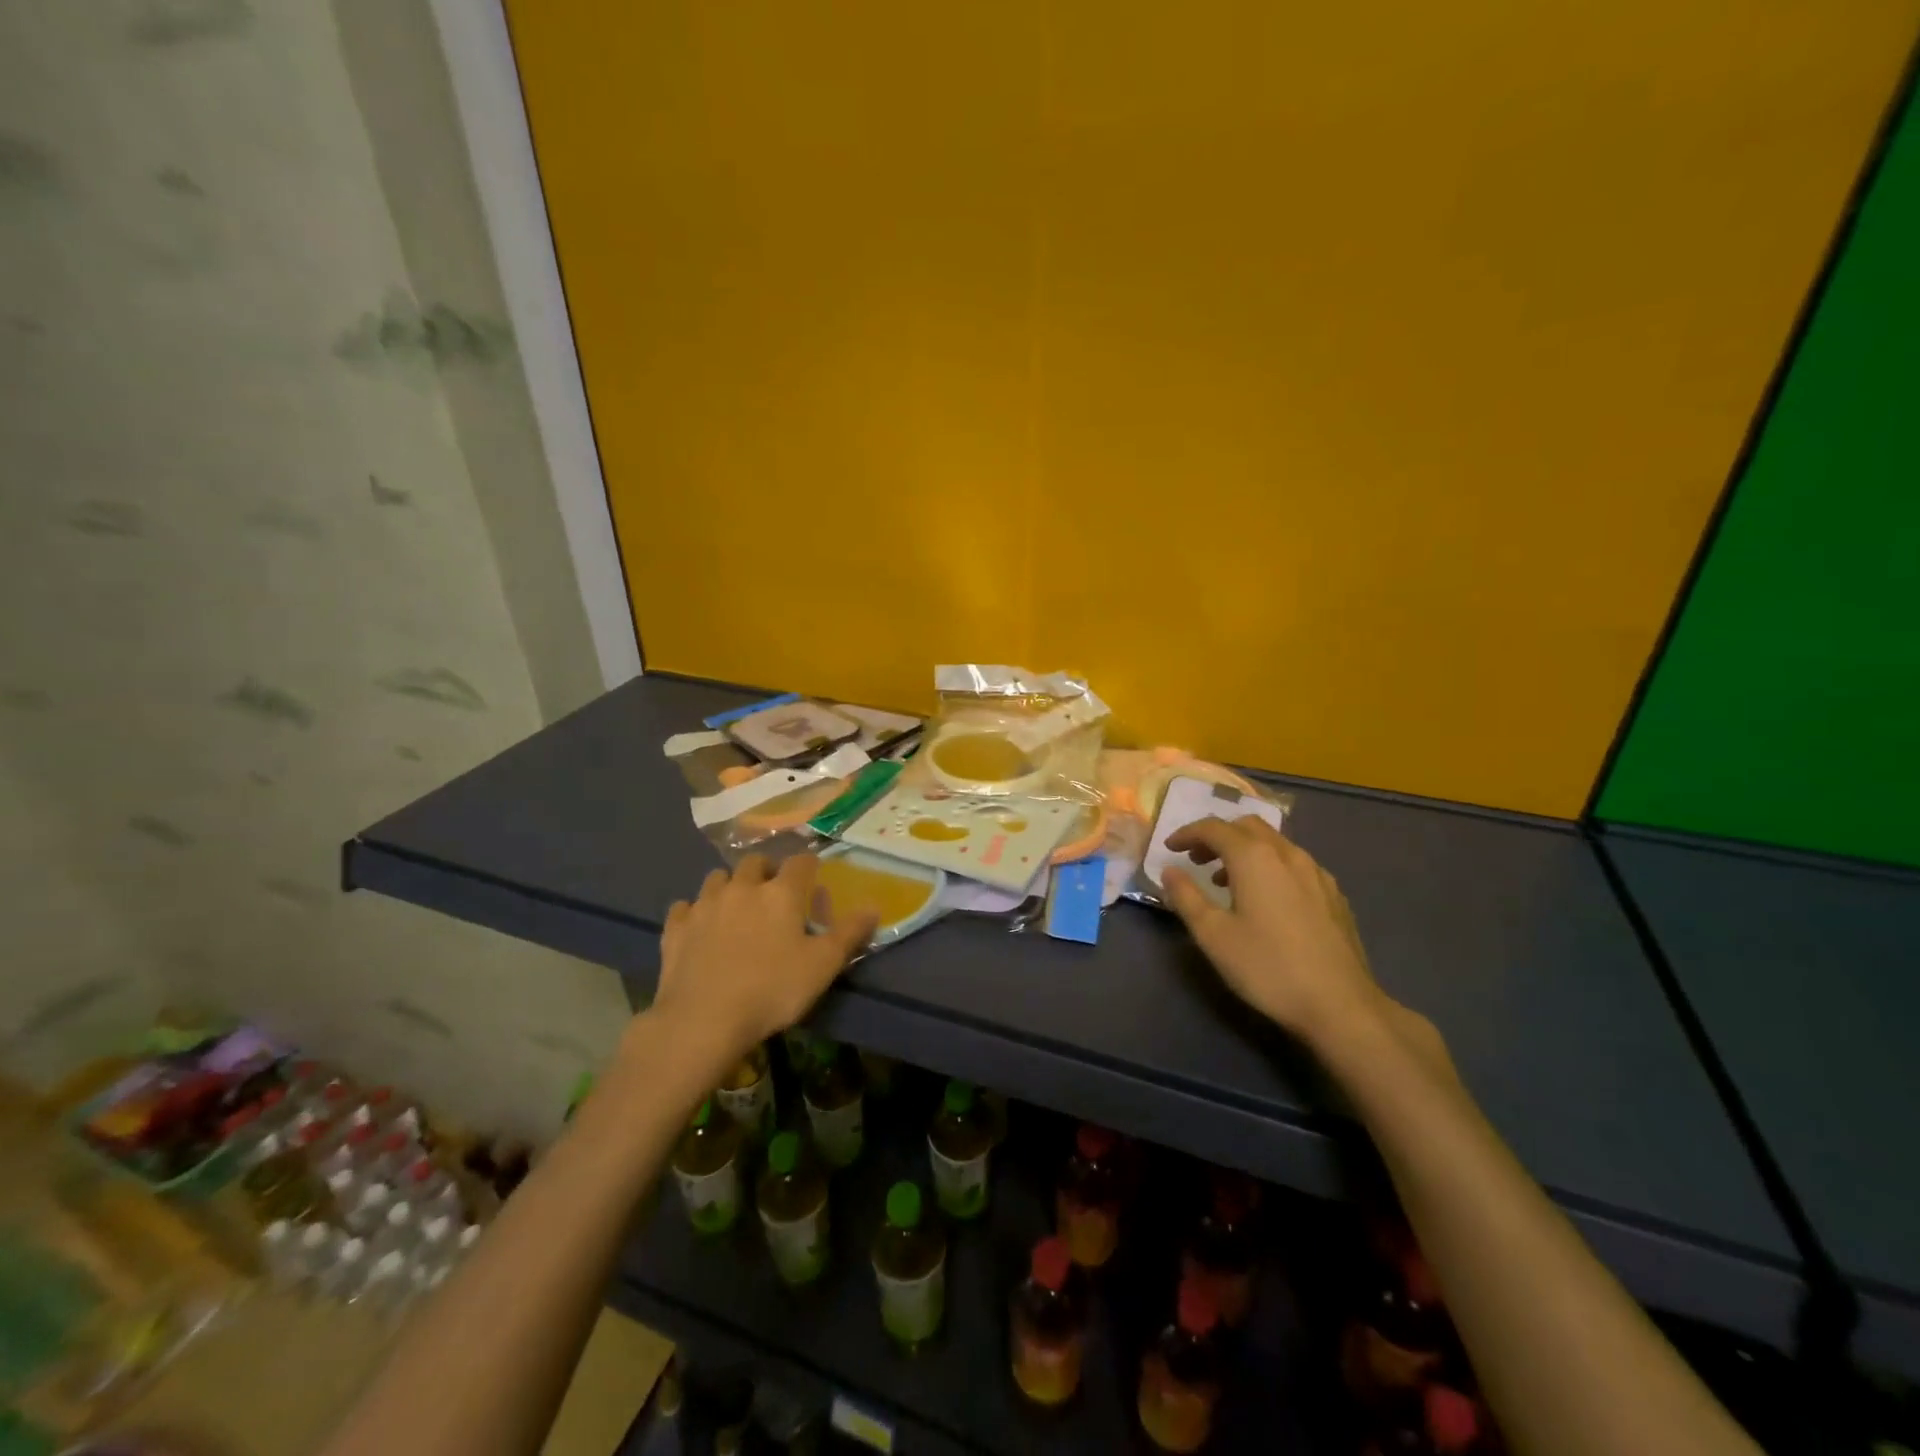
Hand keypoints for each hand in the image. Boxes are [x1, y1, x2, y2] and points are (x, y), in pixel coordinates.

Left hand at [646, 854, 879, 1071]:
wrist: (703, 1019)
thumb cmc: (772, 990)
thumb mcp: (823, 965)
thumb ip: (849, 933)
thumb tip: (874, 907)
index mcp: (781, 893)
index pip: (800, 862)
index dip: (809, 866)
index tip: (813, 880)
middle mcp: (742, 887)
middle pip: (755, 862)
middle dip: (767, 870)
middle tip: (774, 893)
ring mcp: (704, 905)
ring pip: (717, 878)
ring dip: (730, 886)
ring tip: (736, 907)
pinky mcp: (676, 928)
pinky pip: (684, 907)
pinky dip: (694, 912)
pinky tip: (699, 927)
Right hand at [1162, 817, 1388, 1049]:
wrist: (1341, 1005)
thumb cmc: (1268, 967)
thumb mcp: (1213, 935)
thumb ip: (1186, 897)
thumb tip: (1170, 871)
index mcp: (1254, 858)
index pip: (1214, 828)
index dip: (1187, 833)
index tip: (1170, 848)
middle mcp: (1287, 854)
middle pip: (1247, 826)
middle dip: (1218, 836)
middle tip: (1196, 860)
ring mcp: (1316, 873)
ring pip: (1274, 843)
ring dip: (1245, 851)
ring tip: (1227, 882)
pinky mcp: (1334, 895)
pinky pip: (1295, 864)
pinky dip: (1270, 867)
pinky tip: (1267, 900)